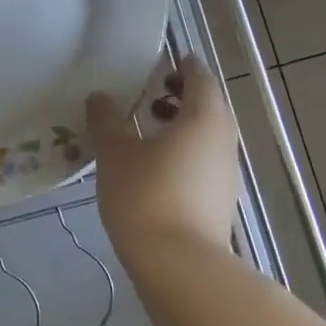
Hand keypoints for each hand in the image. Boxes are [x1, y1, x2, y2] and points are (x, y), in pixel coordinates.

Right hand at [88, 59, 240, 260]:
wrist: (179, 266)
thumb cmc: (146, 195)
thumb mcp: (115, 152)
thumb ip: (106, 120)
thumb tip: (100, 97)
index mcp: (204, 119)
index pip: (200, 79)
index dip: (185, 66)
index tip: (167, 59)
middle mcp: (223, 142)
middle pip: (209, 107)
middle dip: (183, 95)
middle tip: (152, 92)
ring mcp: (225, 175)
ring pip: (208, 136)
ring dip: (183, 124)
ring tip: (148, 127)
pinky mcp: (219, 202)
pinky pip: (204, 161)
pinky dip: (184, 150)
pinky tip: (154, 164)